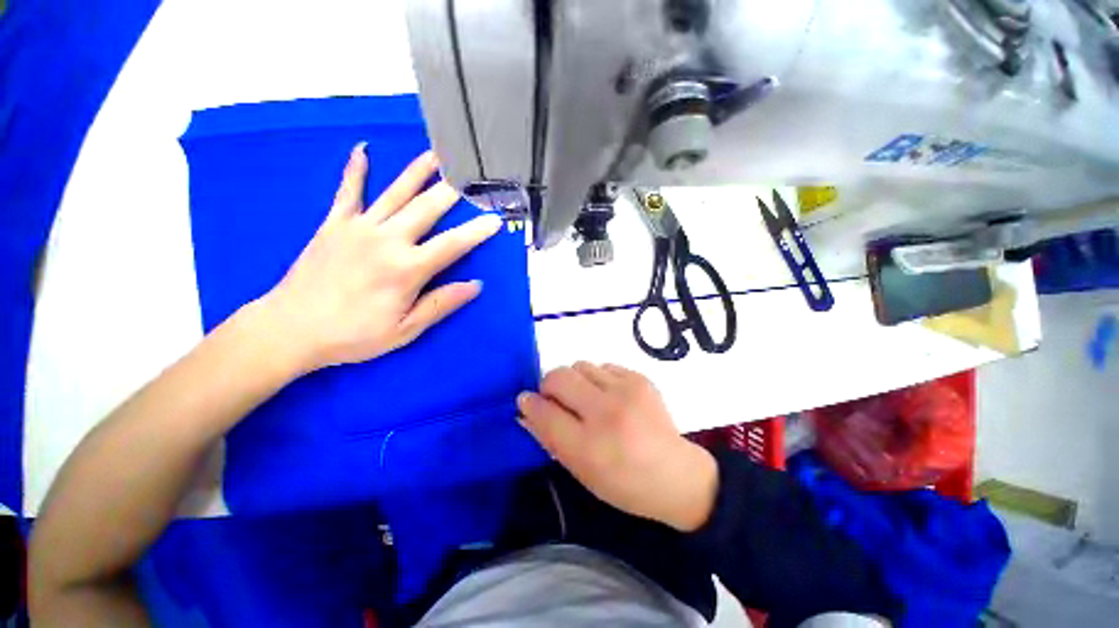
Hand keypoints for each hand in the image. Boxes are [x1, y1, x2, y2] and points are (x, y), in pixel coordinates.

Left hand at [254, 146, 502, 373]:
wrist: (290, 329)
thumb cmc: (353, 334)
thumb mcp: (405, 329)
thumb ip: (440, 303)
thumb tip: (475, 286)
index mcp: (406, 269)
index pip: (452, 244)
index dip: (476, 231)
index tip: (495, 219)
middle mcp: (386, 240)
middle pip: (426, 209)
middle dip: (451, 192)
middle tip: (470, 175)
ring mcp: (358, 228)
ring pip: (394, 193)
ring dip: (417, 172)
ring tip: (435, 155)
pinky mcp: (334, 224)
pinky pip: (348, 192)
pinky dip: (355, 170)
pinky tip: (363, 150)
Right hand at [518, 363, 718, 531]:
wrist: (676, 474)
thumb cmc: (623, 482)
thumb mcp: (580, 471)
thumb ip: (549, 437)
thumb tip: (526, 409)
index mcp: (589, 447)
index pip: (544, 412)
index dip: (529, 403)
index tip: (525, 401)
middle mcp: (606, 413)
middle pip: (559, 376)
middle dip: (548, 385)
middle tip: (556, 398)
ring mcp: (626, 391)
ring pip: (580, 365)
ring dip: (575, 380)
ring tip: (587, 399)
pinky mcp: (640, 378)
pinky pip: (603, 366)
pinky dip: (598, 379)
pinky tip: (609, 397)